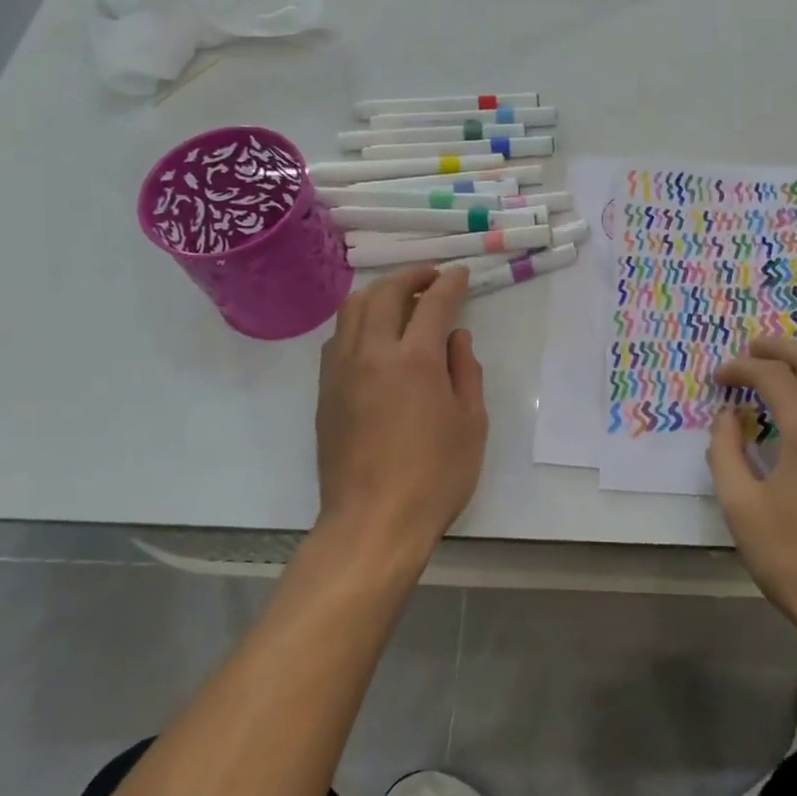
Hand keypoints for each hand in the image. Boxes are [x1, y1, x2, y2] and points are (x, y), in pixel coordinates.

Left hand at [315, 265, 486, 566]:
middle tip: (431, 277)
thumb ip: (465, 371)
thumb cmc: (435, 476)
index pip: (433, 303)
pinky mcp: (325, 391)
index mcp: (414, 360)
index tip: (459, 274)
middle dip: (411, 275)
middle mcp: (372, 353)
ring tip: (401, 299)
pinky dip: (359, 322)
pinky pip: (338, 338)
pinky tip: (375, 337)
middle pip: (384, 293)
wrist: (373, 522)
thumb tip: (456, 338)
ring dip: (379, 293)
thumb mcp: (471, 423)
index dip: (449, 283)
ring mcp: (341, 371)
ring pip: (352, 309)